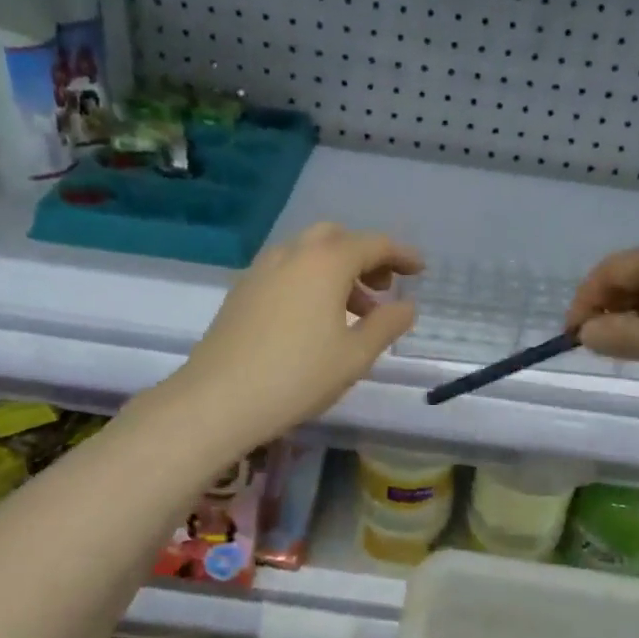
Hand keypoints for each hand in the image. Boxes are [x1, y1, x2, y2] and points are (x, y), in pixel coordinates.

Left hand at [168, 223, 422, 453]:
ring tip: (355, 312)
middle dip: (365, 256)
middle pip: (337, 238)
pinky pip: (286, 270)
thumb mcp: (355, 355)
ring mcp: (262, 270)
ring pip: (308, 253)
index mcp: (326, 262)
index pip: (374, 244)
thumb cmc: (298, 376)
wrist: (218, 399)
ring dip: (337, 270)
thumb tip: (407, 306)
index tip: (420, 270)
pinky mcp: (242, 290)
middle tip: (384, 287)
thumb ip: (387, 325)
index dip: (401, 254)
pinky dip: (310, 280)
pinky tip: (314, 319)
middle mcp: (293, 254)